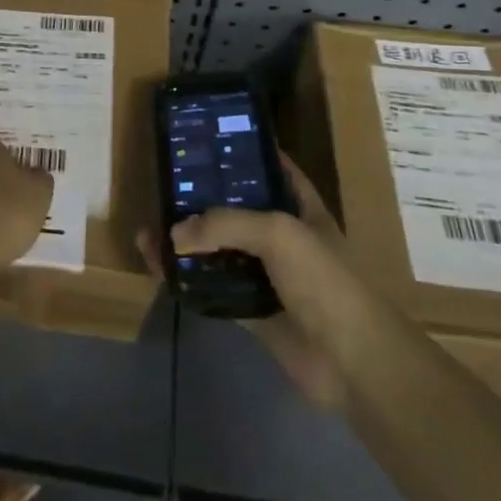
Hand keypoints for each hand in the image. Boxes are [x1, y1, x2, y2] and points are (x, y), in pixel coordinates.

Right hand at [137, 154, 360, 410]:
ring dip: (187, 242)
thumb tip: (174, 233)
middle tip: (164, 184)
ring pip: (219, 251)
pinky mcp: (252, 311)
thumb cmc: (324, 281)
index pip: (274, 169)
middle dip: (203, 199)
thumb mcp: (278, 232)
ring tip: (149, 229)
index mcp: (302, 209)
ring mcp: (267, 276)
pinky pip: (212, 289)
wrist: (351, 361)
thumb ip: (225, 224)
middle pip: (237, 210)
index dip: (246, 152)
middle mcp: (284, 238)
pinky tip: (158, 268)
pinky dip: (186, 280)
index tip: (209, 139)